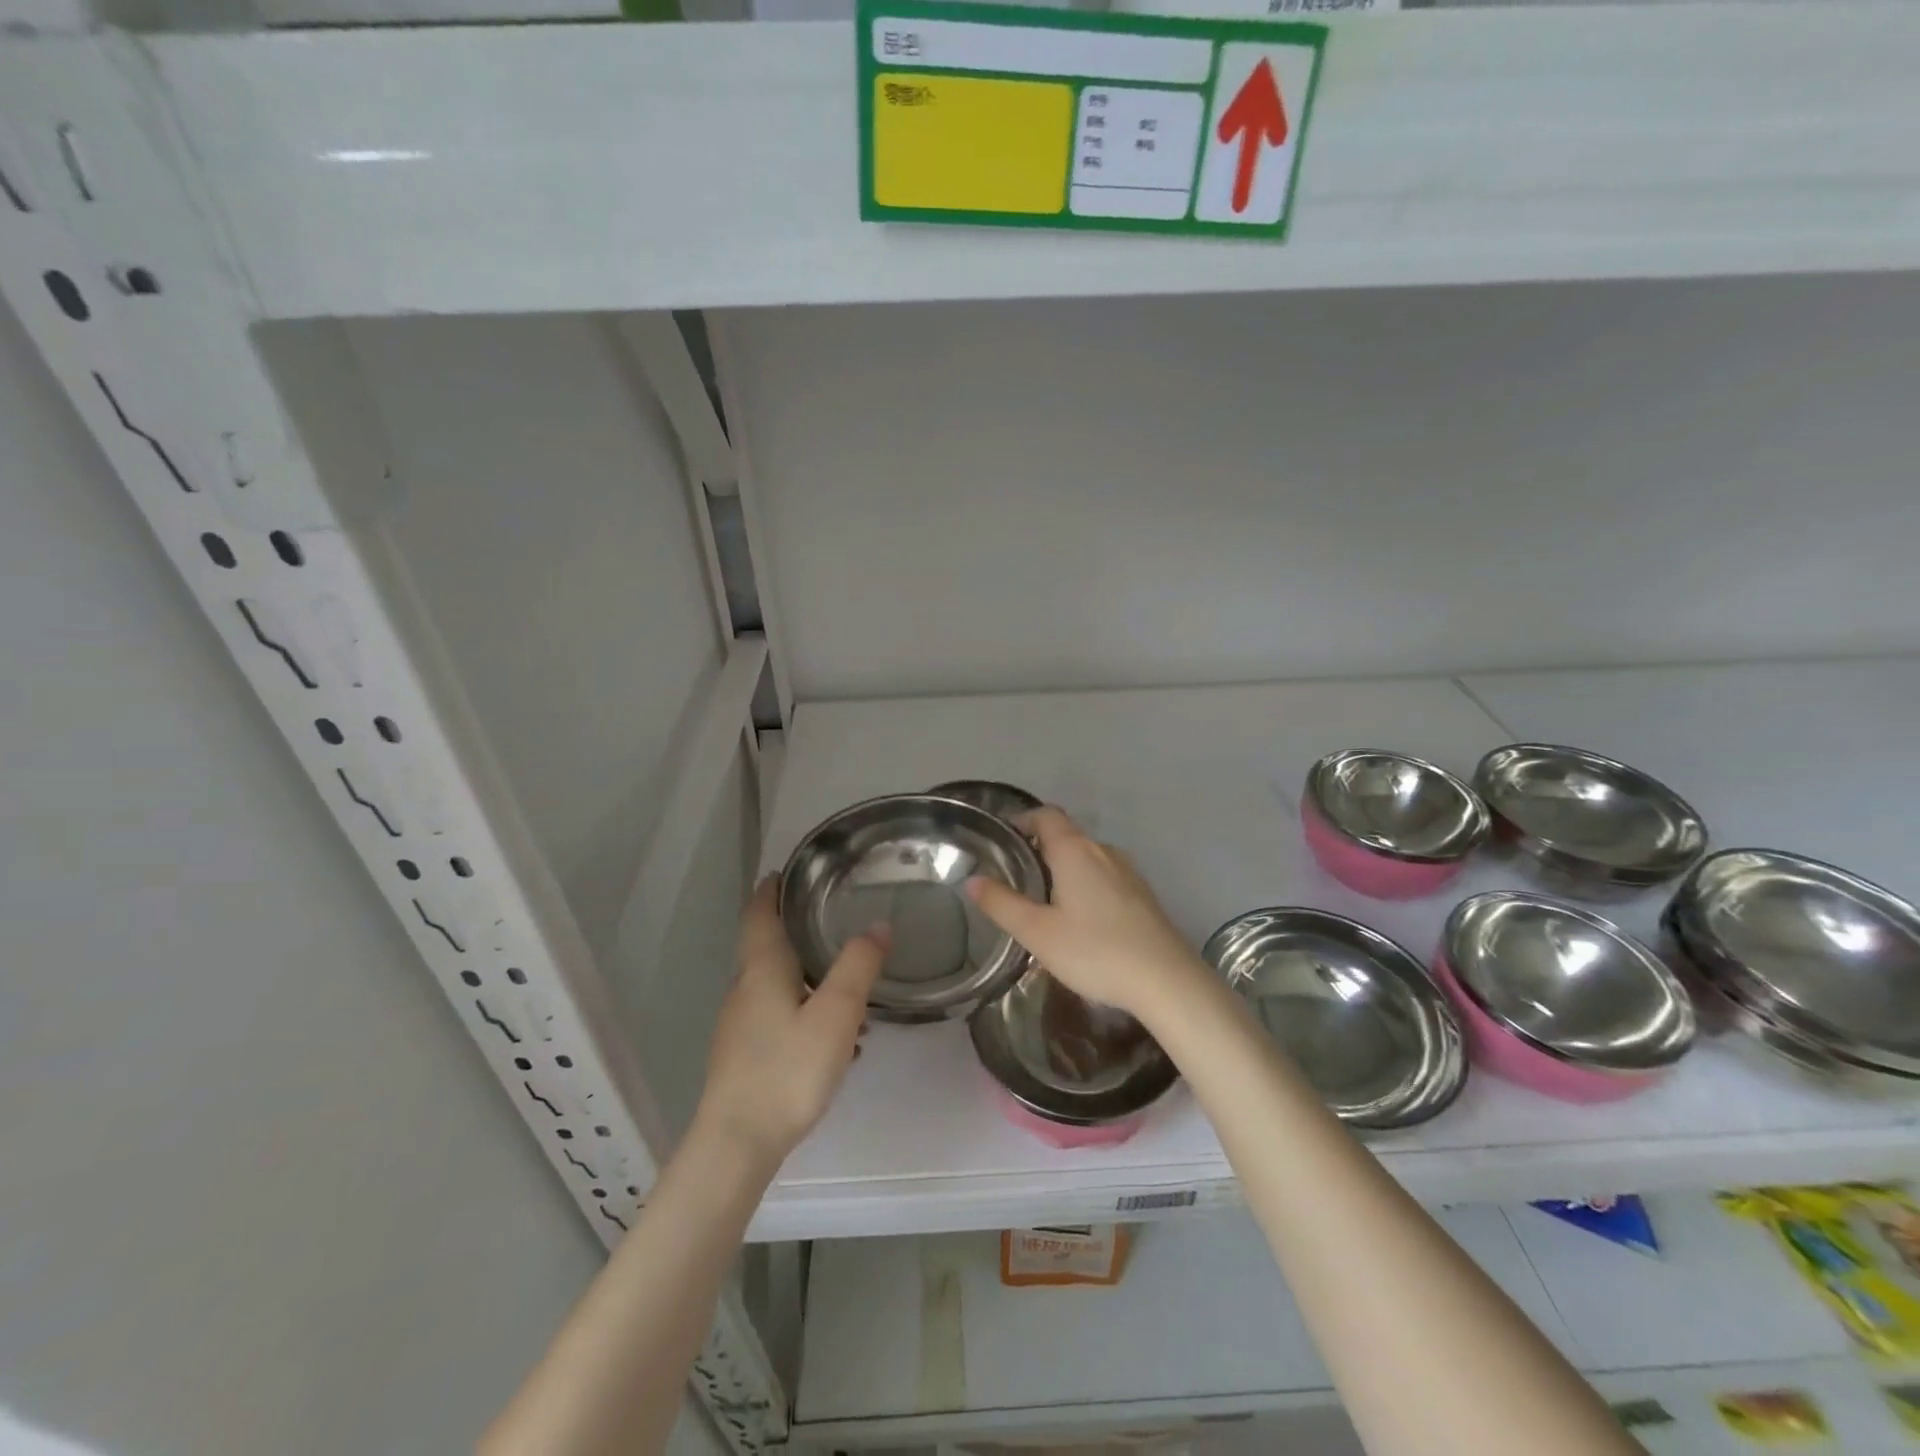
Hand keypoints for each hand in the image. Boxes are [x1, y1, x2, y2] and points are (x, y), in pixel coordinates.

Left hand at [693, 877, 886, 1168]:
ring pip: (777, 984)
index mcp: (762, 969)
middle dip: (795, 929)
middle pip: (767, 947)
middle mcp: (746, 990)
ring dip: (807, 974)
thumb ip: (858, 966)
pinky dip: (806, 1009)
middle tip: (832, 916)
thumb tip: (878, 924)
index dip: (770, 889)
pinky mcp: (745, 1056)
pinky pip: (779, 1016)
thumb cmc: (787, 1069)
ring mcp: (741, 1025)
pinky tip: (835, 1038)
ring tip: (847, 980)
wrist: (737, 1143)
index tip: (786, 871)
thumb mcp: (836, 1013)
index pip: (759, 914)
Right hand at [966, 806, 1208, 1023]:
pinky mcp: (1141, 894)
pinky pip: (1104, 874)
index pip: (1045, 815)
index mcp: (1074, 850)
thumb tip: (972, 880)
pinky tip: (1079, 916)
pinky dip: (1084, 881)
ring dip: (1063, 865)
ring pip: (1086, 855)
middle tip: (1014, 872)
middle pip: (1066, 834)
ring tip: (1042, 897)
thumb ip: (1002, 904)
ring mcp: (1127, 871)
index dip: (1022, 819)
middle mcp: (1102, 851)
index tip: (1003, 837)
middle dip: (1038, 845)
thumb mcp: (1037, 932)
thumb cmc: (1095, 951)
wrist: (1165, 980)